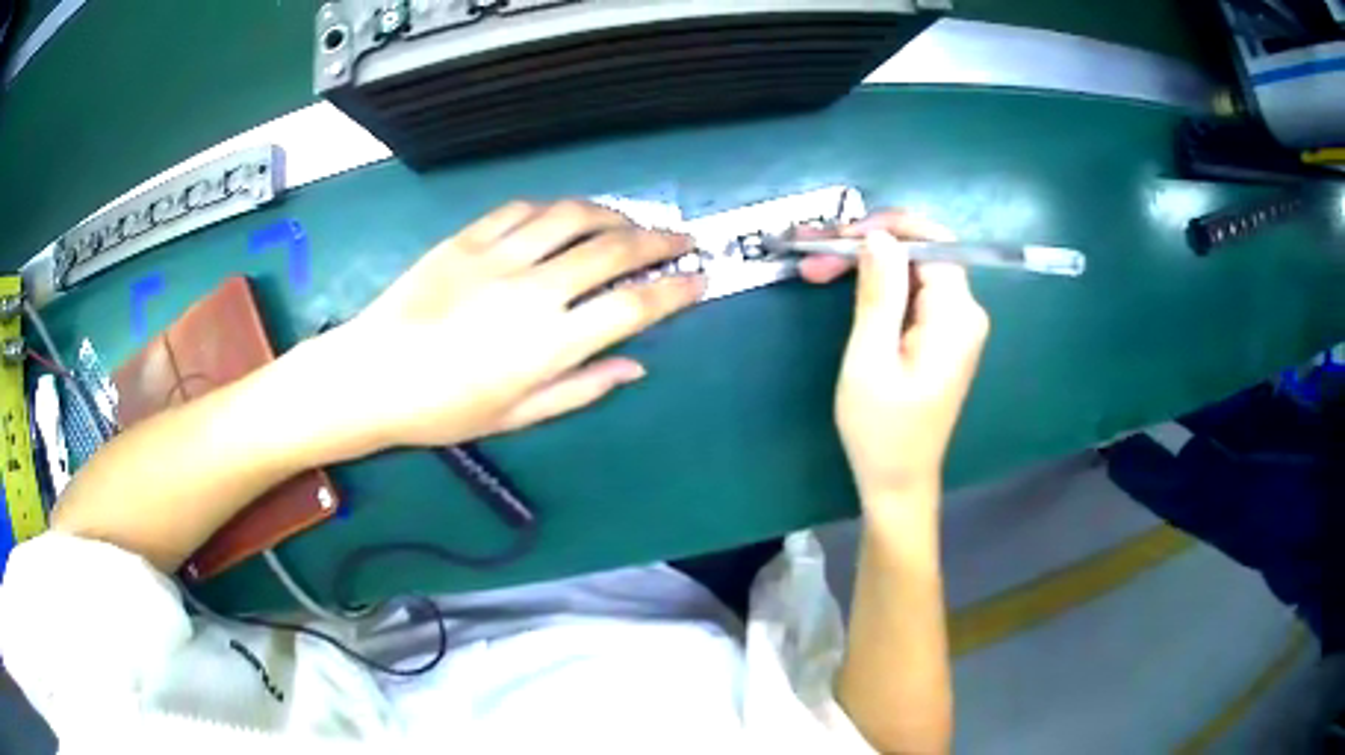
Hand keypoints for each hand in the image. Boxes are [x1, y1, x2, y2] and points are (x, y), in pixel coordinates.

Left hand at [320, 200, 702, 451]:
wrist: (372, 376)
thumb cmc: (443, 410)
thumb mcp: (518, 416)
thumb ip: (582, 387)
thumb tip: (635, 366)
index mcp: (550, 344)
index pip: (634, 306)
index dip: (676, 290)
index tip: (701, 279)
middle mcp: (534, 290)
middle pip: (614, 250)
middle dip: (660, 240)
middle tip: (682, 238)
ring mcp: (499, 257)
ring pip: (573, 216)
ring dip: (613, 214)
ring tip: (629, 222)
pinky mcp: (468, 239)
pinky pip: (523, 209)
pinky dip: (555, 208)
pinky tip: (566, 216)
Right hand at [801, 211, 988, 505]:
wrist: (898, 484)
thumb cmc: (881, 431)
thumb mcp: (870, 359)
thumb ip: (879, 294)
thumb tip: (880, 238)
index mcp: (956, 317)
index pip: (934, 243)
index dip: (889, 227)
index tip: (842, 233)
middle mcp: (966, 315)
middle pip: (921, 256)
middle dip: (869, 247)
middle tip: (814, 256)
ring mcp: (956, 328)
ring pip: (913, 273)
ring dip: (868, 266)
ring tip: (816, 270)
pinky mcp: (942, 339)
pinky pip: (913, 297)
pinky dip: (879, 288)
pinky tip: (844, 288)